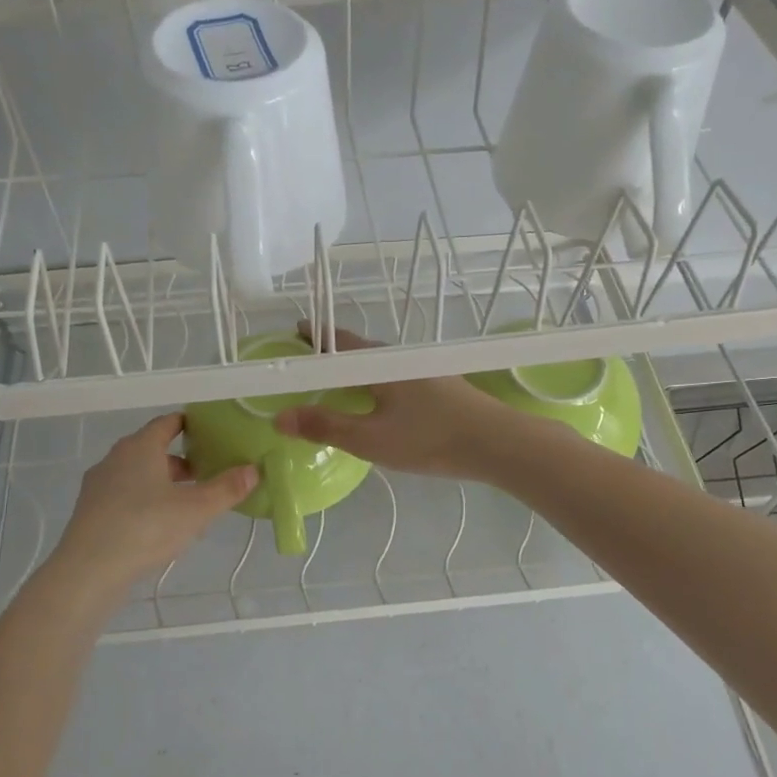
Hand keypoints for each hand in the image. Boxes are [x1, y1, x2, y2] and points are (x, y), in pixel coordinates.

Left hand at [49, 415, 256, 590]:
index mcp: (140, 447)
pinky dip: (145, 501)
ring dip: (163, 483)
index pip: (167, 424)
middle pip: (152, 450)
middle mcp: (115, 458)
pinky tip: (160, 525)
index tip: (211, 434)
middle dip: (181, 460)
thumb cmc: (146, 527)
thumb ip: (227, 488)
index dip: (190, 425)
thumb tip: (253, 469)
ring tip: (188, 503)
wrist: (88, 571)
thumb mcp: (196, 509)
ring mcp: (98, 485)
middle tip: (208, 473)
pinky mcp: (90, 512)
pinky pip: (124, 496)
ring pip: (138, 475)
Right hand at [273, 325, 515, 479]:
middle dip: (332, 354)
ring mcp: (424, 371)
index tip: (293, 333)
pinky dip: (377, 383)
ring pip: (380, 365)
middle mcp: (400, 358)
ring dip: (356, 370)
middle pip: (358, 350)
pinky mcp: (441, 386)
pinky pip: (396, 377)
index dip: (314, 335)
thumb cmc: (428, 438)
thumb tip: (279, 417)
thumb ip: (324, 426)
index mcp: (379, 364)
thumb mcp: (369, 438)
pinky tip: (380, 403)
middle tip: (309, 365)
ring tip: (339, 385)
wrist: (497, 443)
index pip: (338, 340)